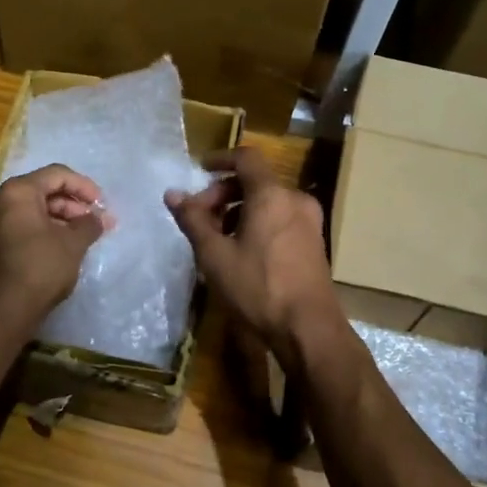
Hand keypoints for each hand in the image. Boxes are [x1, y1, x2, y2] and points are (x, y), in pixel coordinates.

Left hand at [0, 165, 108, 321]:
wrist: (1, 312)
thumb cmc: (40, 268)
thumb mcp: (73, 244)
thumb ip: (88, 224)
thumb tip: (97, 218)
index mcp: (15, 192)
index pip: (56, 175)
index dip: (83, 186)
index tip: (101, 205)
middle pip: (39, 192)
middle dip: (70, 205)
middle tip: (92, 223)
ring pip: (25, 211)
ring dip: (55, 220)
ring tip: (78, 237)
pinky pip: (13, 228)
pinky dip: (36, 232)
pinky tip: (56, 248)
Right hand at [165, 148, 341, 354]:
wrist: (308, 328)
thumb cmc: (257, 288)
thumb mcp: (215, 255)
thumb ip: (193, 220)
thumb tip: (172, 194)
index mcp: (271, 194)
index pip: (246, 158)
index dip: (220, 159)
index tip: (199, 169)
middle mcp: (295, 199)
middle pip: (255, 181)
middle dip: (223, 193)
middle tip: (200, 218)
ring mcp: (309, 221)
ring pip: (268, 202)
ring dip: (239, 210)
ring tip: (216, 238)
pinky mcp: (314, 242)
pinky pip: (281, 218)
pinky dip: (258, 223)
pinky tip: (241, 251)